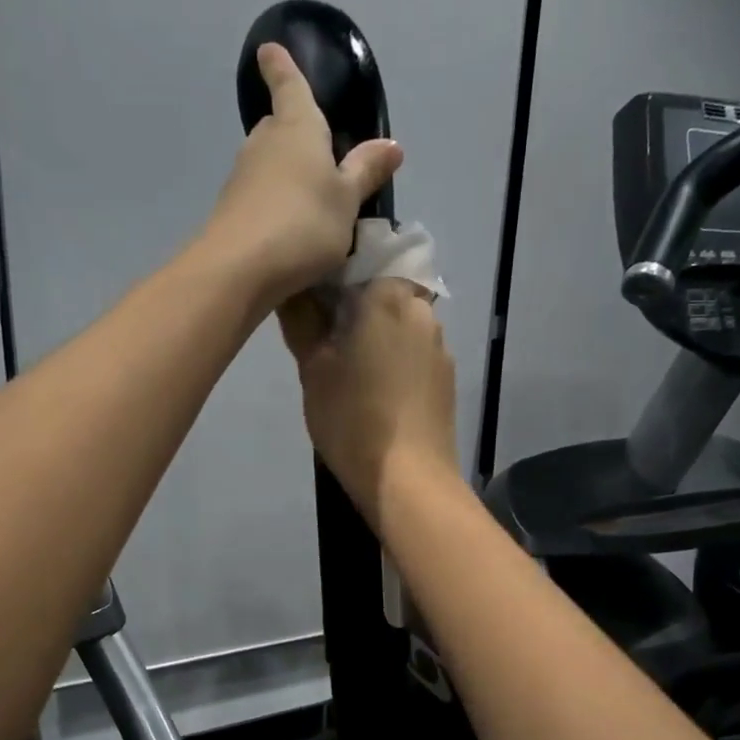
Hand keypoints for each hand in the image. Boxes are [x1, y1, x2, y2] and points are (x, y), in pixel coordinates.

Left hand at [200, 43, 403, 304]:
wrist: (239, 269)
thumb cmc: (303, 224)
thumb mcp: (347, 201)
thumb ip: (366, 172)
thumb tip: (392, 145)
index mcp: (296, 128)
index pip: (289, 85)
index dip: (281, 67)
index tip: (267, 49)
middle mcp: (264, 144)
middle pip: (278, 127)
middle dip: (292, 132)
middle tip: (317, 150)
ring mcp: (242, 178)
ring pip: (267, 164)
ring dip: (285, 174)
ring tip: (309, 199)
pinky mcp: (231, 212)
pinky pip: (259, 197)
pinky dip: (274, 204)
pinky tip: (288, 229)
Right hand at [280, 277, 459, 522]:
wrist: (409, 481)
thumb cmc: (353, 419)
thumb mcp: (313, 369)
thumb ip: (302, 320)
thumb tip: (292, 287)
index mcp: (389, 296)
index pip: (362, 259)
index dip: (334, 275)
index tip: (313, 301)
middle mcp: (422, 311)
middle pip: (384, 291)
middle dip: (356, 307)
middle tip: (325, 340)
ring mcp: (440, 347)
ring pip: (401, 324)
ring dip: (376, 336)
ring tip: (349, 370)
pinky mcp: (447, 379)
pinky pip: (415, 354)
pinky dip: (395, 361)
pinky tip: (376, 393)